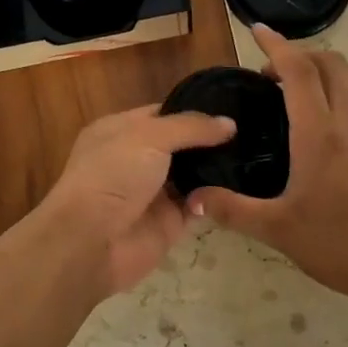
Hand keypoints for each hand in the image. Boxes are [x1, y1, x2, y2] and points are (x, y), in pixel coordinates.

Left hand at [24, 104, 236, 297]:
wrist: (91, 240)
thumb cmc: (113, 174)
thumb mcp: (150, 136)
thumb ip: (191, 127)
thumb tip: (230, 123)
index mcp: (121, 130)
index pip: (164, 114)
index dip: (196, 110)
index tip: (234, 106)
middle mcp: (137, 158)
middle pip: (182, 144)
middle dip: (212, 140)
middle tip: (254, 130)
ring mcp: (154, 191)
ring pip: (194, 174)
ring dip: (219, 168)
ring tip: (255, 154)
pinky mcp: (170, 222)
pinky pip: (200, 204)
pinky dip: (218, 197)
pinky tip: (245, 185)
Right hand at [189, 26, 347, 307]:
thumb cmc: (339, 245)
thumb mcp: (277, 230)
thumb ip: (232, 210)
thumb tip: (193, 198)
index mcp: (319, 133)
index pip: (298, 70)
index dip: (276, 45)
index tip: (257, 31)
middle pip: (330, 62)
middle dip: (299, 56)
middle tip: (271, 78)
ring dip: (331, 68)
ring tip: (306, 90)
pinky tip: (337, 117)